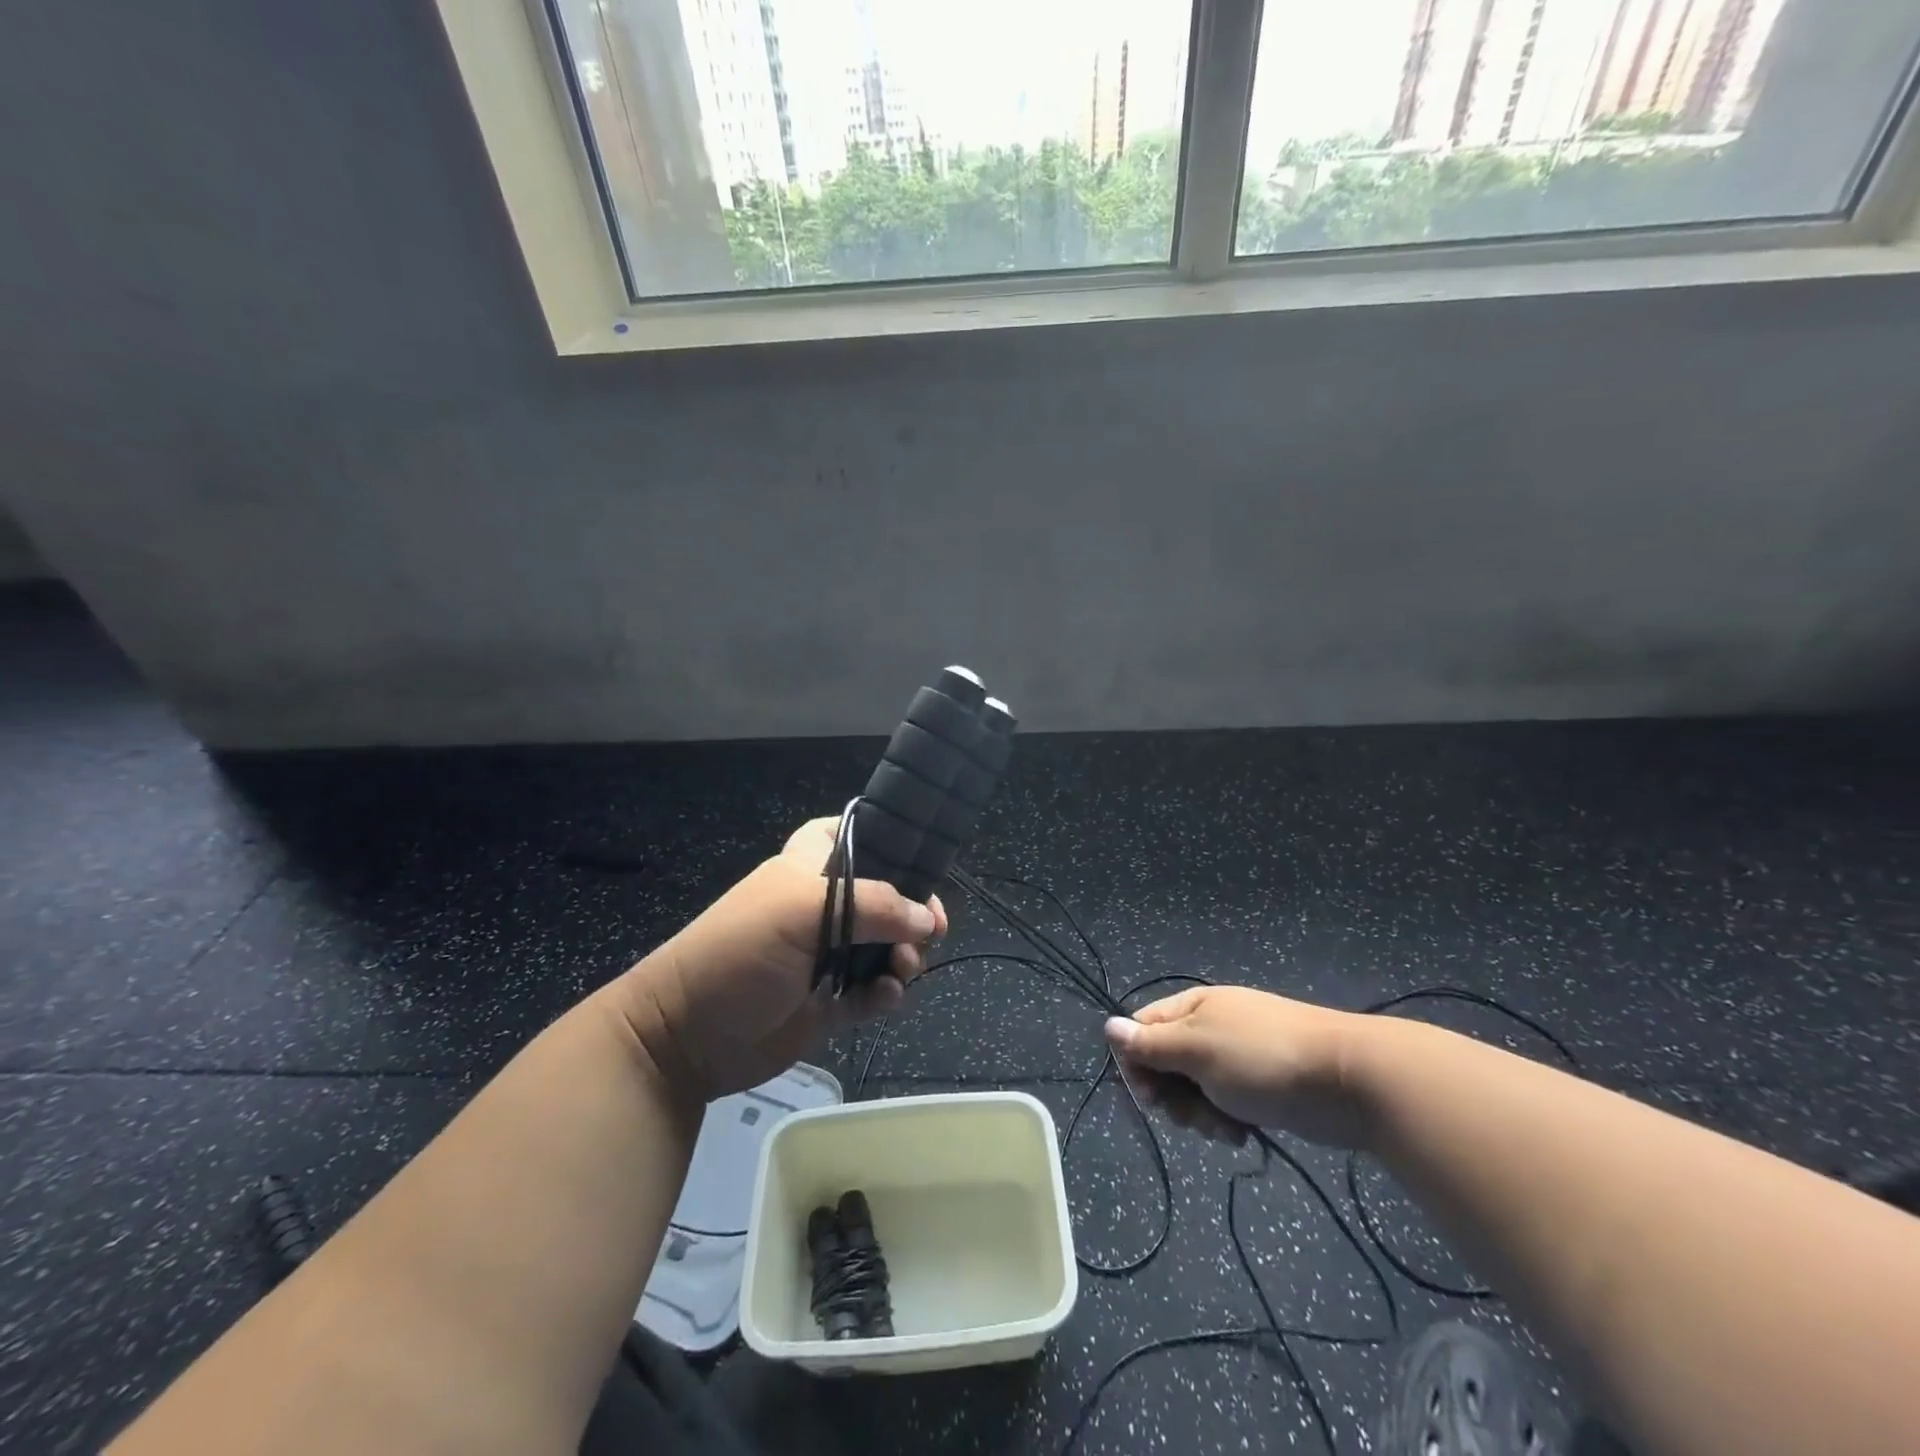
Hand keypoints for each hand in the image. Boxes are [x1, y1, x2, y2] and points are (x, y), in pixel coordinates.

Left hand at [614, 818, 947, 1101]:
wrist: (686, 1039)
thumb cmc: (739, 953)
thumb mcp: (801, 912)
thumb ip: (872, 907)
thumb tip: (926, 918)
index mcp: (809, 870)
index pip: (851, 835)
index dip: (885, 839)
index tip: (921, 856)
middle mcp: (823, 908)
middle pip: (884, 895)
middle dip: (913, 909)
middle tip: (932, 928)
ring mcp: (827, 957)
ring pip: (885, 945)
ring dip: (905, 954)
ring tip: (904, 967)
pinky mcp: (830, 1003)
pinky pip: (873, 991)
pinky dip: (886, 993)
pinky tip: (884, 998)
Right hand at [1105, 987, 1373, 1148]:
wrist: (1347, 1079)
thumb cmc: (1263, 1058)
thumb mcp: (1198, 1051)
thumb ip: (1150, 1044)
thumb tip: (1108, 1027)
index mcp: (1191, 1009)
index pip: (1141, 1030)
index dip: (1136, 1064)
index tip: (1149, 1097)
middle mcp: (1208, 1028)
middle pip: (1164, 1064)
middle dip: (1172, 1097)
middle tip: (1192, 1116)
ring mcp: (1235, 1057)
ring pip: (1193, 1089)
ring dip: (1200, 1114)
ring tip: (1226, 1128)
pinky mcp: (1259, 1086)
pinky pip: (1223, 1103)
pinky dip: (1226, 1121)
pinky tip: (1243, 1133)